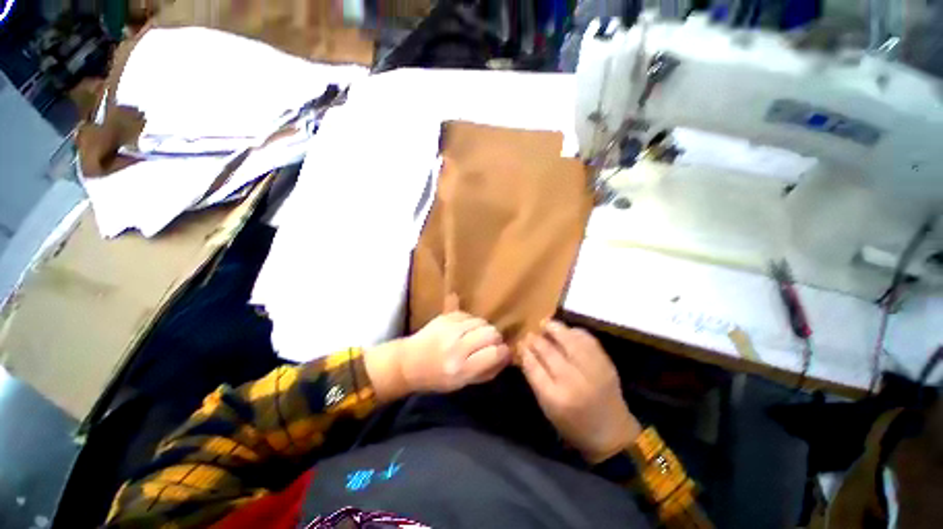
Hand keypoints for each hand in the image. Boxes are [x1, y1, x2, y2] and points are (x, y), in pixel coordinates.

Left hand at [366, 295, 510, 400]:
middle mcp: (455, 347)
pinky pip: (469, 315)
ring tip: (475, 338)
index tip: (500, 356)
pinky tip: (465, 331)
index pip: (496, 353)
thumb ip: (487, 372)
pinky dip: (471, 322)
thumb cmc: (436, 379)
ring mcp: (448, 330)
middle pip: (491, 333)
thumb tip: (507, 357)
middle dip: (494, 340)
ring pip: (482, 321)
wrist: (406, 363)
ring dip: (483, 330)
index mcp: (461, 368)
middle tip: (488, 346)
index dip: (502, 353)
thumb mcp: (463, 384)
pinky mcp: (443, 318)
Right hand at [521, 320, 641, 462]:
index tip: (520, 343)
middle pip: (550, 353)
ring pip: (570, 342)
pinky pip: (589, 342)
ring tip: (546, 324)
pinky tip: (569, 330)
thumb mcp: (549, 412)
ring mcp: (591, 370)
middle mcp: (572, 381)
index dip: (525, 353)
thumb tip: (529, 358)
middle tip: (530, 332)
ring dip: (557, 330)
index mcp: (554, 398)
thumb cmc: (574, 428)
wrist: (610, 431)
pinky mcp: (605, 364)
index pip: (534, 368)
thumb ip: (539, 385)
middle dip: (538, 340)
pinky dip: (577, 333)